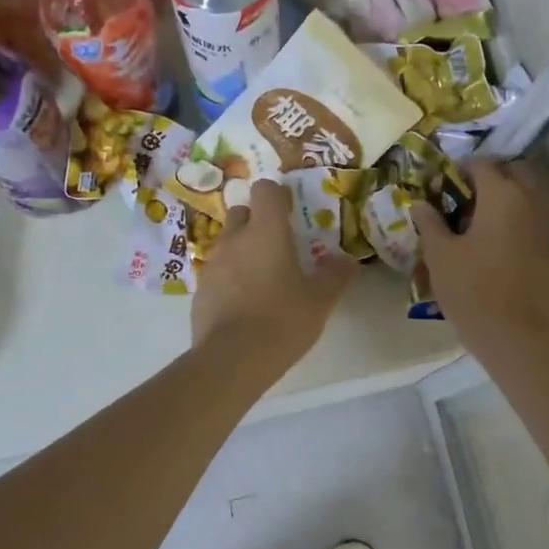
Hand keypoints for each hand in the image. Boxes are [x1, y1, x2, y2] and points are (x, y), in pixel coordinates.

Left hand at [193, 179, 357, 369]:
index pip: (265, 190)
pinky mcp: (200, 290)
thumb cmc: (282, 320)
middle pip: (242, 212)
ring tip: (262, 277)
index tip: (291, 210)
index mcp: (266, 231)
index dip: (278, 195)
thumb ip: (336, 276)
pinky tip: (244, 302)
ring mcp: (213, 264)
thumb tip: (349, 261)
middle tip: (278, 243)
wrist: (232, 359)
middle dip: (257, 220)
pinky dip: (230, 277)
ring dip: (243, 250)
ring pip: (228, 242)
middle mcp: (235, 239)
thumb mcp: (320, 301)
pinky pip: (217, 271)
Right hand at [413, 159, 548, 345]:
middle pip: (515, 173)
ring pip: (530, 197)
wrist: (516, 337)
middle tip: (466, 199)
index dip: (460, 170)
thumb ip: (430, 223)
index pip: (482, 165)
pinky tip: (499, 245)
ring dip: (508, 199)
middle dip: (491, 178)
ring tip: (481, 223)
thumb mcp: (440, 255)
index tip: (443, 185)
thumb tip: (420, 203)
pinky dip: (520, 222)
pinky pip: (536, 222)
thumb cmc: (471, 290)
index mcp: (502, 196)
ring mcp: (548, 227)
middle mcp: (531, 202)